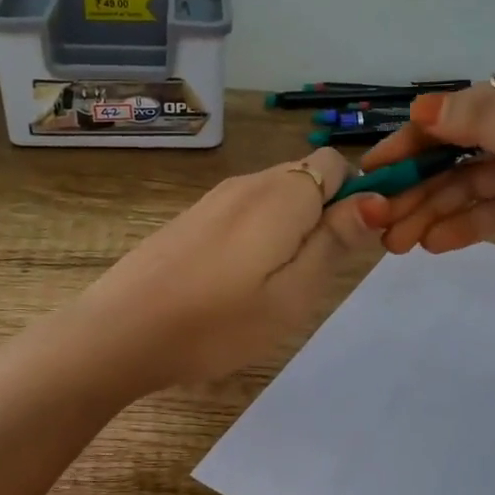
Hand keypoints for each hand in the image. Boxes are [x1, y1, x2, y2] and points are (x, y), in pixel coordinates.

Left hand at [72, 148, 384, 390]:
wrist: (119, 331)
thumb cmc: (217, 322)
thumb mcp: (293, 294)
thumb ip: (335, 241)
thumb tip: (374, 198)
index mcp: (281, 194)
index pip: (335, 163)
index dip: (355, 196)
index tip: (353, 246)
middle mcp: (248, 183)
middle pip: (304, 178)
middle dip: (323, 216)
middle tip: (312, 277)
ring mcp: (213, 200)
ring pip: (274, 198)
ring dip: (290, 230)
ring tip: (273, 288)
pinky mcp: (190, 219)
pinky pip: (243, 214)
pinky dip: (257, 237)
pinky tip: (236, 284)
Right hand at [361, 63, 494, 271]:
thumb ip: (493, 124)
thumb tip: (420, 108)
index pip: (461, 115)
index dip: (416, 140)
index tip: (376, 168)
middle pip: (463, 155)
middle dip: (421, 185)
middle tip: (379, 219)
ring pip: (475, 189)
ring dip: (436, 211)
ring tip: (397, 241)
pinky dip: (468, 227)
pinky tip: (436, 243)